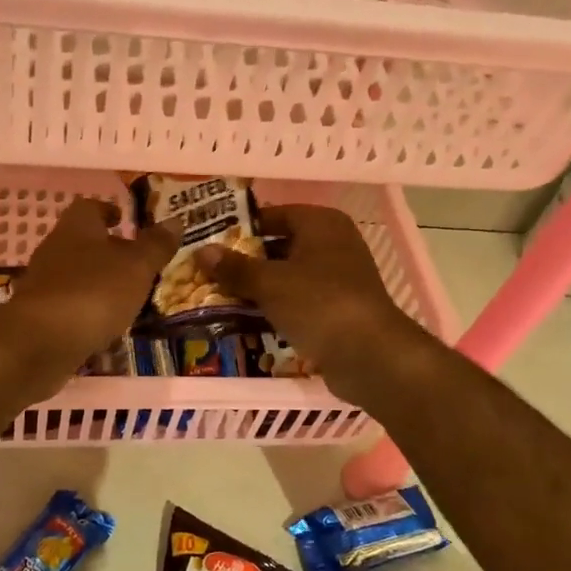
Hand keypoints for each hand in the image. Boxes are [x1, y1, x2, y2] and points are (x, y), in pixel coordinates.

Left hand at [0, 198, 179, 396]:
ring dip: (99, 284)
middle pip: (82, 242)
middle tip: (137, 264)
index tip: (125, 220)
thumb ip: (156, 245)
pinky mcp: (38, 317)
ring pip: (76, 276)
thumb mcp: (136, 267)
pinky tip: (105, 328)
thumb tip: (176, 220)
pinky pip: (69, 307)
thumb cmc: (93, 293)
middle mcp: (54, 249)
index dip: (109, 211)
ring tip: (128, 300)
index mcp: (77, 227)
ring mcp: (42, 284)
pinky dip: (87, 312)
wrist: (38, 344)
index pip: (90, 207)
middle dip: (108, 251)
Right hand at [195, 204, 435, 408]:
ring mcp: (337, 278)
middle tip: (206, 272)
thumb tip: (202, 252)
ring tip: (217, 296)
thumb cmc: (318, 303)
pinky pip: (298, 301)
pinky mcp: (337, 309)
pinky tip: (245, 320)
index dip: (240, 227)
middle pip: (279, 246)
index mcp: (321, 223)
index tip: (209, 241)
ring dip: (257, 288)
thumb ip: (235, 267)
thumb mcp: (269, 283)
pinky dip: (274, 308)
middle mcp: (333, 244)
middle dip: (245, 261)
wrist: (369, 355)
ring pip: (287, 276)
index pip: (272, 215)